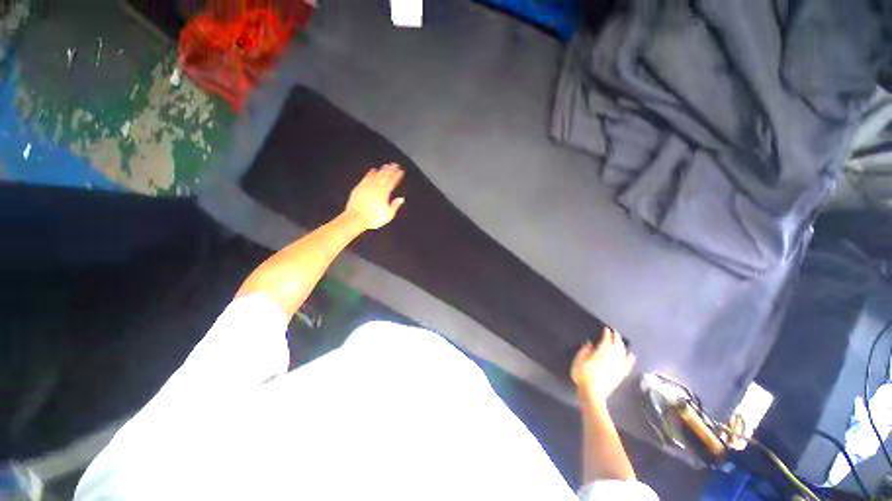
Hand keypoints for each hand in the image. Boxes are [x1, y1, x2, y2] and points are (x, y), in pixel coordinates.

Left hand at [344, 163, 405, 230]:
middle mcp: (376, 187)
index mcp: (384, 194)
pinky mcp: (359, 188)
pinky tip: (373, 170)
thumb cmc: (373, 218)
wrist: (356, 218)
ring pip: (376, 175)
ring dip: (382, 170)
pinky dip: (370, 173)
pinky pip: (366, 177)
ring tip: (386, 165)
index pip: (392, 182)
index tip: (401, 171)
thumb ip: (395, 206)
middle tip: (395, 164)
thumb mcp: (388, 215)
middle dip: (391, 170)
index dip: (397, 176)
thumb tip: (401, 199)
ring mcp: (367, 186)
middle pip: (385, 176)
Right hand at [571, 327, 635, 401]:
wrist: (592, 393)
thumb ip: (585, 350)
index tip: (606, 328)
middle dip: (616, 337)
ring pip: (623, 352)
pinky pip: (628, 365)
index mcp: (601, 352)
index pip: (606, 339)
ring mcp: (618, 366)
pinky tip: (632, 355)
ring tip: (621, 340)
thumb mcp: (578, 360)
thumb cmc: (582, 374)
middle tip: (614, 331)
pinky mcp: (621, 374)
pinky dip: (630, 359)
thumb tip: (590, 342)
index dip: (607, 333)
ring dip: (623, 345)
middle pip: (617, 344)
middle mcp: (612, 357)